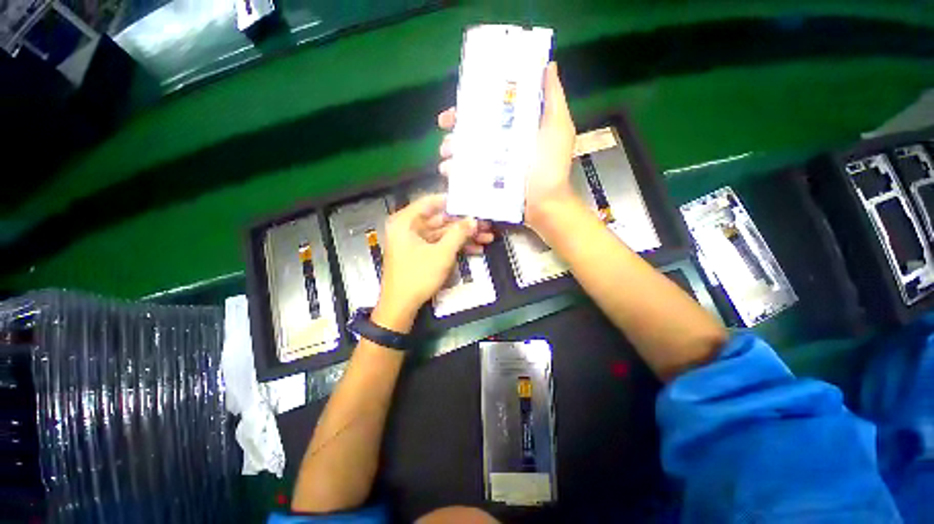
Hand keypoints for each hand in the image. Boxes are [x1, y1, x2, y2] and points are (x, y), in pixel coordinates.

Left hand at [375, 195, 492, 327]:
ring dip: (464, 236)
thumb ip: (459, 233)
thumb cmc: (418, 276)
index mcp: (405, 221)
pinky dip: (455, 246)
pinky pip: (440, 244)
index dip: (453, 201)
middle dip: (464, 224)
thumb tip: (474, 220)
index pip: (431, 202)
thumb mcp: (442, 253)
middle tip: (485, 224)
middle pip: (440, 220)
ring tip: (487, 238)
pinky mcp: (421, 253)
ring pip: (443, 233)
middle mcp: (408, 228)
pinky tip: (475, 249)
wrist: (401, 307)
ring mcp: (415, 241)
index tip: (472, 202)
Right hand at [437, 62, 577, 233]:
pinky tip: (449, 173)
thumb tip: (548, 64)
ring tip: (446, 157)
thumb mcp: (557, 129)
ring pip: (465, 153)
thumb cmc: (551, 167)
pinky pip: (466, 174)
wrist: (545, 205)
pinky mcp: (487, 183)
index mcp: (515, 127)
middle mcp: (501, 143)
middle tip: (445, 133)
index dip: (471, 105)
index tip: (455, 108)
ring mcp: (492, 165)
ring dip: (451, 151)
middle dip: (455, 130)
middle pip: (472, 131)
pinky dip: (454, 172)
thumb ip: (553, 98)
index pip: (489, 109)